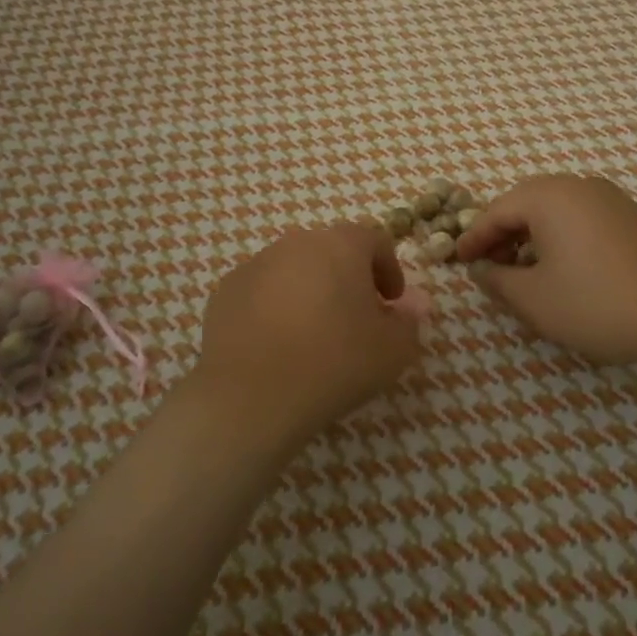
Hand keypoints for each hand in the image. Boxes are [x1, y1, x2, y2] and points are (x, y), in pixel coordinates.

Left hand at [191, 224, 422, 452]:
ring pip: (294, 269)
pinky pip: (261, 292)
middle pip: (331, 251)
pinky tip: (277, 345)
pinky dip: (274, 308)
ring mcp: (256, 264)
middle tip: (356, 319)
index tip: (392, 302)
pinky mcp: (225, 292)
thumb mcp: (392, 351)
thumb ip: (408, 322)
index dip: (389, 269)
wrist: (250, 395)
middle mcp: (297, 242)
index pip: (375, 240)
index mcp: (341, 245)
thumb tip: (411, 306)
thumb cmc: (335, 363)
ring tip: (314, 335)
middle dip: (348, 278)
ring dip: (309, 291)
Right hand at [457, 174, 636, 367]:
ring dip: (535, 236)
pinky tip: (569, 270)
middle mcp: (581, 186)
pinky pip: (587, 220)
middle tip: (490, 265)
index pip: (497, 211)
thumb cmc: (596, 303)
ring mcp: (615, 199)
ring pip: (560, 211)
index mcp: (550, 196)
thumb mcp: (534, 299)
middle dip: (504, 234)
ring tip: (527, 270)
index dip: (474, 238)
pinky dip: (566, 238)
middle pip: (528, 203)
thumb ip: (497, 281)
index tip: (458, 262)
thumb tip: (481, 270)